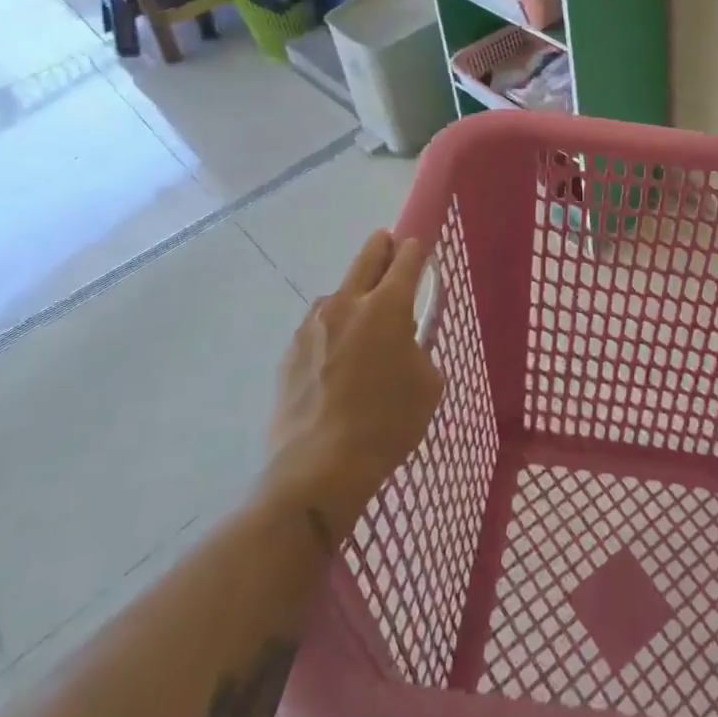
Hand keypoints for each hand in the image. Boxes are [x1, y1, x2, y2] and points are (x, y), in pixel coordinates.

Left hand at [261, 231, 444, 540]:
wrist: (318, 468)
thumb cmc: (387, 423)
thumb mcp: (428, 384)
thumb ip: (419, 348)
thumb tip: (404, 341)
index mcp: (388, 305)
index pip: (407, 257)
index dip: (416, 250)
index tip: (420, 251)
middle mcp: (347, 302)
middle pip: (368, 255)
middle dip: (383, 248)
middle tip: (392, 253)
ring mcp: (312, 324)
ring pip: (339, 293)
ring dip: (354, 297)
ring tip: (362, 329)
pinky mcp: (290, 351)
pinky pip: (317, 327)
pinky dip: (332, 331)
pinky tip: (336, 363)